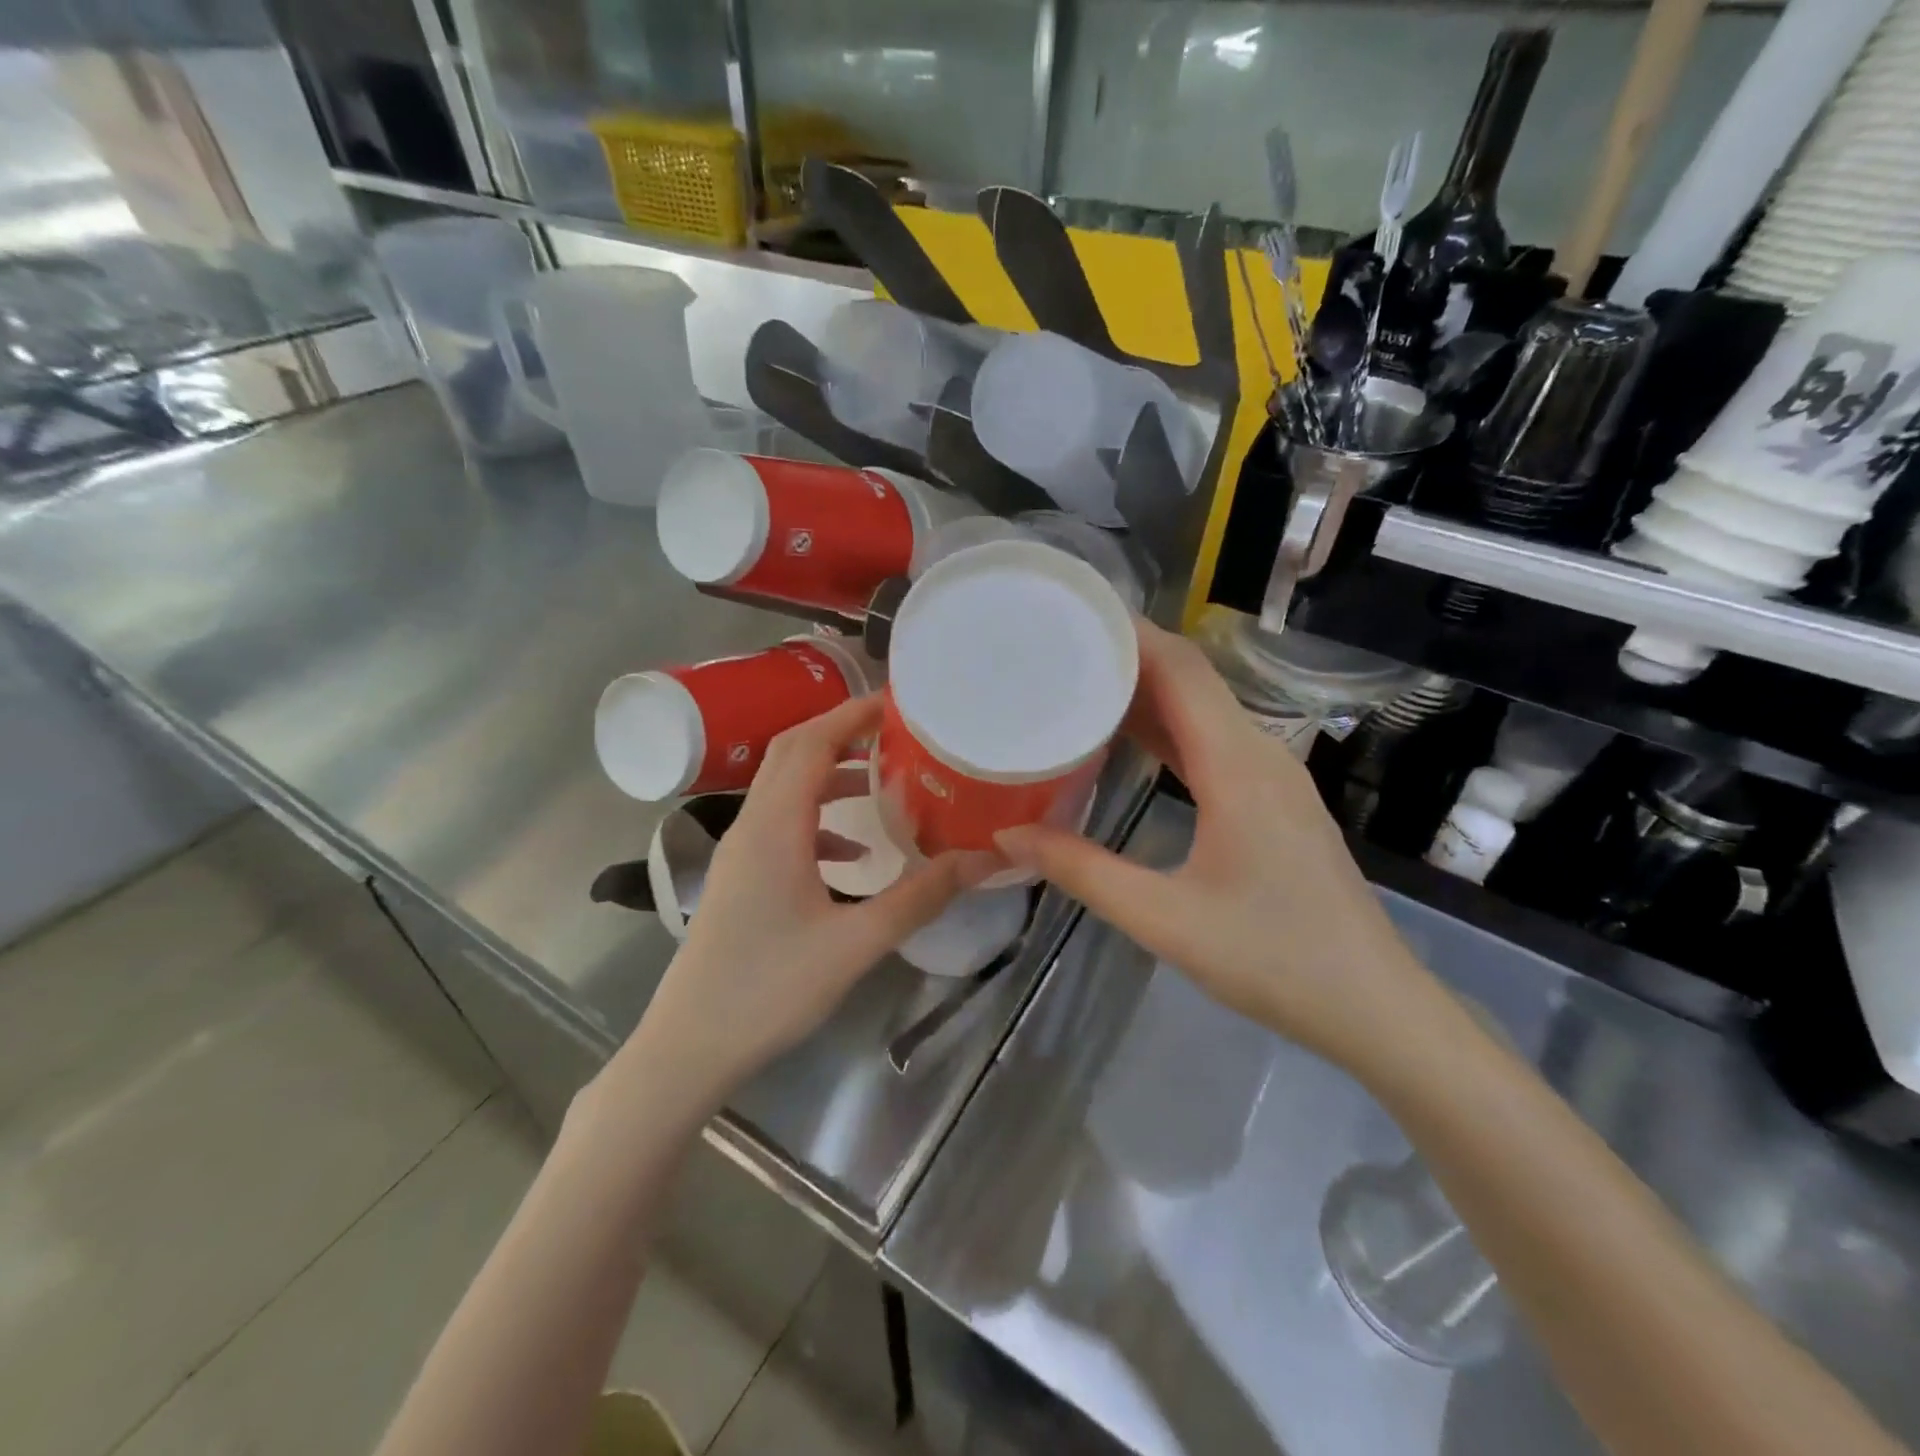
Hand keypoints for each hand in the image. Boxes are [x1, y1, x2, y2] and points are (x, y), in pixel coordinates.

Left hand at [613, 694, 982, 1119]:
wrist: (689, 1047)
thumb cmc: (769, 990)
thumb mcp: (856, 943)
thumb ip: (921, 897)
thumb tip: (983, 859)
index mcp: (774, 827)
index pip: (811, 743)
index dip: (852, 714)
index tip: (898, 704)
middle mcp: (751, 826)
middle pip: (792, 754)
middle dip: (841, 733)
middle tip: (895, 731)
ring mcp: (740, 853)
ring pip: (785, 790)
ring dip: (829, 775)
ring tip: (883, 782)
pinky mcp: (739, 878)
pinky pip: (781, 826)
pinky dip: (818, 820)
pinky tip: (853, 854)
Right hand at [996, 621, 1430, 1071]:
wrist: (1372, 1005)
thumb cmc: (1273, 958)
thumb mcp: (1164, 920)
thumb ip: (1083, 871)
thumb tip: (1009, 834)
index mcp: (1237, 765)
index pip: (1180, 669)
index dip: (1129, 633)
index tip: (1070, 616)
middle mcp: (1259, 753)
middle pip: (1190, 679)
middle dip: (1127, 655)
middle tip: (1056, 649)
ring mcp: (1272, 775)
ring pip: (1202, 709)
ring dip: (1146, 691)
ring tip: (1078, 684)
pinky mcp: (1272, 799)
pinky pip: (1212, 741)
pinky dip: (1167, 728)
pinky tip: (1127, 741)